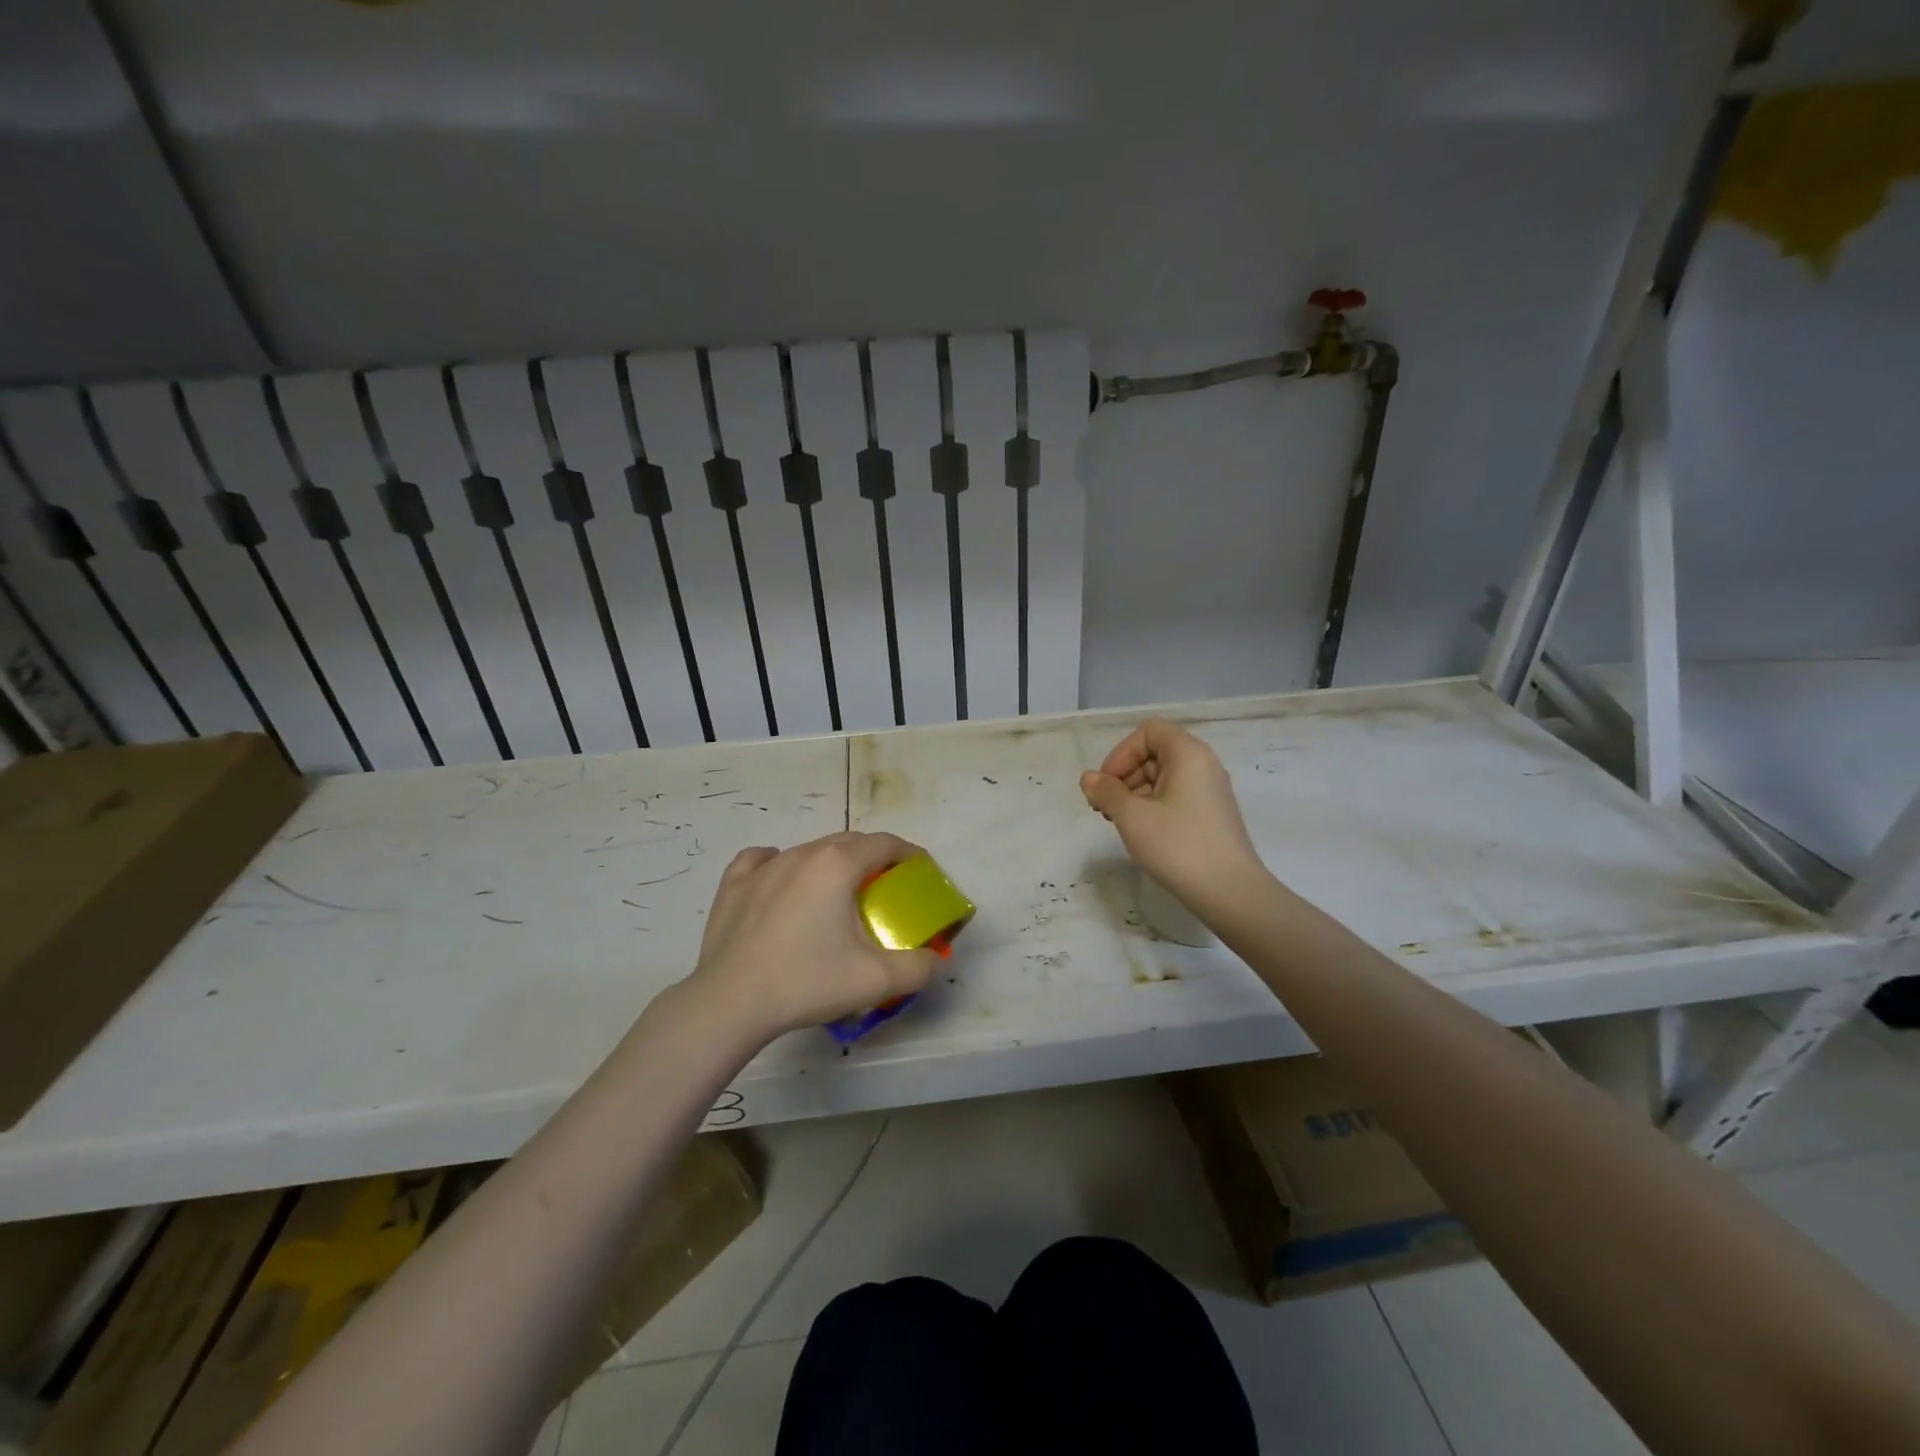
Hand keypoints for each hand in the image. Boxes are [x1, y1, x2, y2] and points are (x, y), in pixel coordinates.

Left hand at [684, 832, 938, 1042]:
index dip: (909, 854)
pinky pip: (764, 860)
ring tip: (836, 897)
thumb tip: (934, 960)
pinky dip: (780, 866)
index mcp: (839, 864)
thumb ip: (918, 967)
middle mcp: (803, 853)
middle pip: (849, 843)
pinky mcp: (734, 884)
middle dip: (873, 859)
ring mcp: (764, 866)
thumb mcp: (876, 980)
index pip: (885, 844)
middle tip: (884, 891)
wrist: (731, 1003)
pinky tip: (782, 884)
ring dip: (831, 865)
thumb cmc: (806, 981)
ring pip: (809, 851)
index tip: (920, 872)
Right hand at [1080, 720, 1266, 909]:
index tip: (1107, 785)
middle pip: (1155, 753)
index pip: (1149, 732)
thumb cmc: (1178, 845)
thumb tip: (1089, 778)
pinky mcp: (1213, 815)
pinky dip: (1154, 806)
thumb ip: (1106, 792)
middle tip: (1105, 808)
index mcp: (1188, 754)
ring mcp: (1211, 791)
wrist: (1230, 891)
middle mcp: (1204, 765)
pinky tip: (1143, 833)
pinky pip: (1177, 797)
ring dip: (1136, 793)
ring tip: (1120, 823)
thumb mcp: (1132, 816)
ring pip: (1164, 777)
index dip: (1121, 753)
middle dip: (1125, 775)